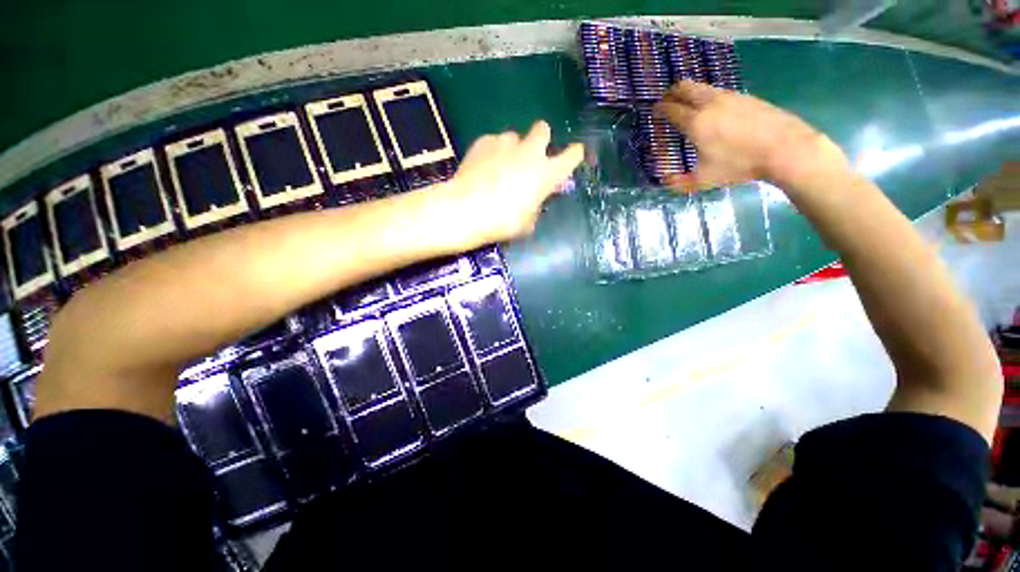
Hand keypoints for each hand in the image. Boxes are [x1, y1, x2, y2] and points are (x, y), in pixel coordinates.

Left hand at [443, 121, 583, 245]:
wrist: (466, 209)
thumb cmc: (502, 222)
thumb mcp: (527, 223)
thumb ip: (535, 208)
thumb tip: (533, 202)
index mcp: (546, 174)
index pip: (572, 156)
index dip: (574, 154)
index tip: (574, 155)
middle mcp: (530, 152)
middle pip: (543, 129)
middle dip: (541, 138)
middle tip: (532, 154)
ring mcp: (505, 143)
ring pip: (515, 137)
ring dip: (513, 148)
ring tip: (500, 166)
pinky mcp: (483, 141)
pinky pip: (493, 142)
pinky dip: (492, 152)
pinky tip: (483, 167)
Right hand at [653, 81, 849, 192]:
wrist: (784, 148)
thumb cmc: (739, 165)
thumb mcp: (704, 180)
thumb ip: (679, 182)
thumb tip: (664, 181)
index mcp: (695, 122)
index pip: (670, 109)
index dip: (659, 109)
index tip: (654, 112)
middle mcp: (709, 103)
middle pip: (685, 87)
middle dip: (671, 93)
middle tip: (666, 102)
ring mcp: (729, 96)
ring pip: (702, 87)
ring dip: (690, 93)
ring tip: (687, 106)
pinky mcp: (745, 96)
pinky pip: (718, 92)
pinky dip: (707, 97)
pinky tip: (712, 110)